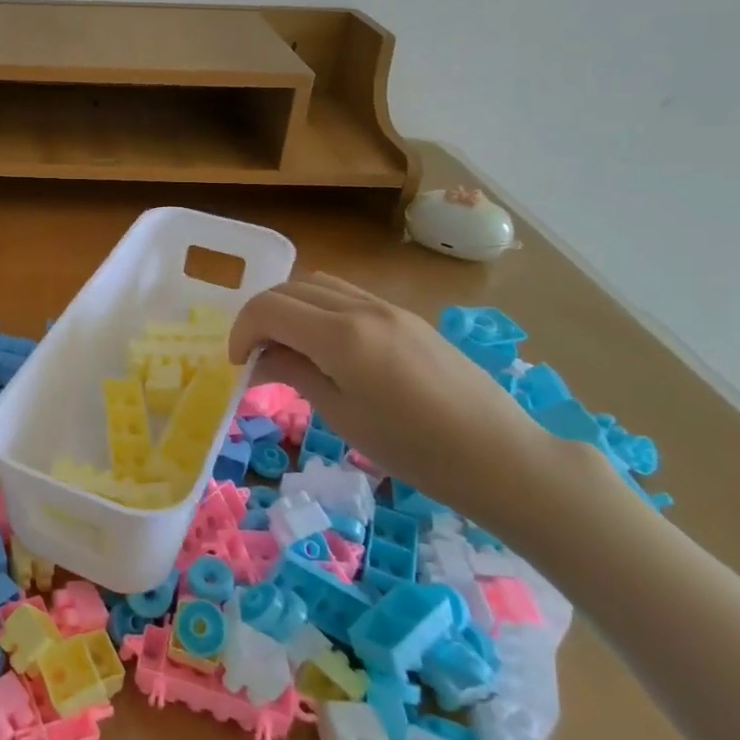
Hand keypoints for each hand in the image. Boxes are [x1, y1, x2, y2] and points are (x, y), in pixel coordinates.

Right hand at [228, 273, 596, 531]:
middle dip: (261, 316)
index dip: (242, 331)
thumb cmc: (414, 448)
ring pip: (319, 284)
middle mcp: (360, 308)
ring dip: (291, 306)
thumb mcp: (343, 415)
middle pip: (290, 289)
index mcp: (340, 335)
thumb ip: (294, 374)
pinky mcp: (407, 317)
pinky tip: (327, 346)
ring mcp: (388, 308)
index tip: (238, 364)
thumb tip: (259, 359)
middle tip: (256, 355)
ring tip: (288, 346)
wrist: (500, 455)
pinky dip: (320, 309)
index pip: (268, 308)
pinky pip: (348, 296)